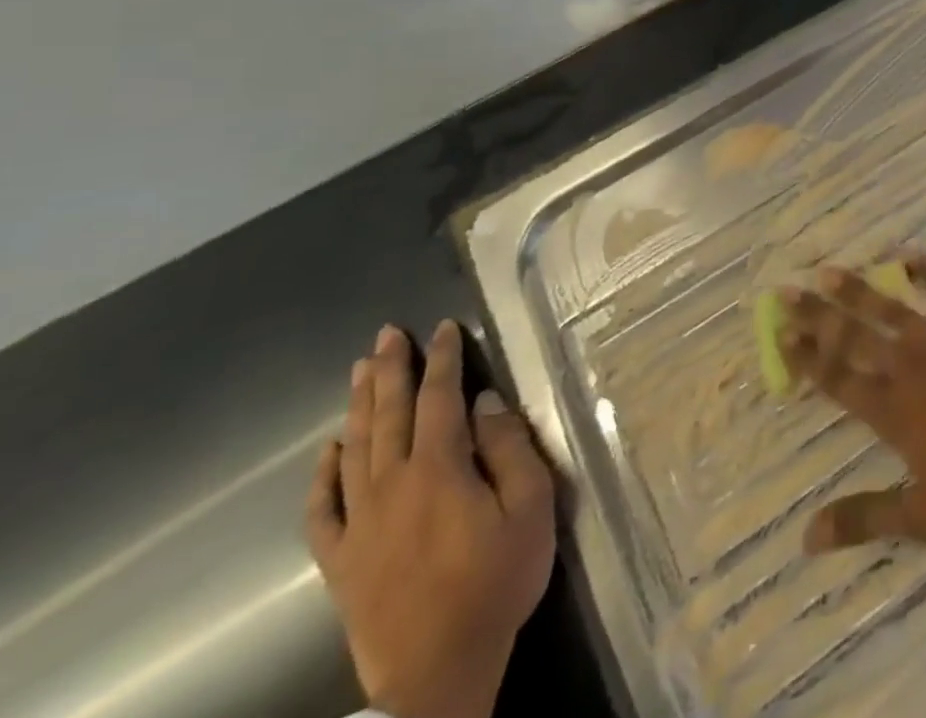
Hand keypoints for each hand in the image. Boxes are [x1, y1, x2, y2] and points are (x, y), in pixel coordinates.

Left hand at [306, 321, 556, 717]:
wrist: (438, 671)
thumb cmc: (497, 580)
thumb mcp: (531, 506)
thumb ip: (509, 449)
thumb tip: (485, 403)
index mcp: (439, 469)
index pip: (440, 398)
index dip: (443, 359)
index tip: (444, 327)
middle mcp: (391, 486)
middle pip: (389, 415)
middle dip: (391, 370)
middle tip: (388, 333)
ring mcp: (359, 524)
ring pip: (355, 450)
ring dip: (360, 406)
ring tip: (359, 369)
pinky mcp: (340, 561)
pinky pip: (322, 511)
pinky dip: (322, 476)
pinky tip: (329, 452)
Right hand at [779, 257, 925, 550]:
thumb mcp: (924, 515)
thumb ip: (865, 518)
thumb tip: (806, 536)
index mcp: (892, 411)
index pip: (837, 379)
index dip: (806, 357)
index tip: (780, 333)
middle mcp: (908, 368)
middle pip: (853, 338)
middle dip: (818, 316)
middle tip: (786, 291)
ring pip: (890, 310)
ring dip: (858, 290)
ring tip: (829, 269)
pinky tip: (908, 255)